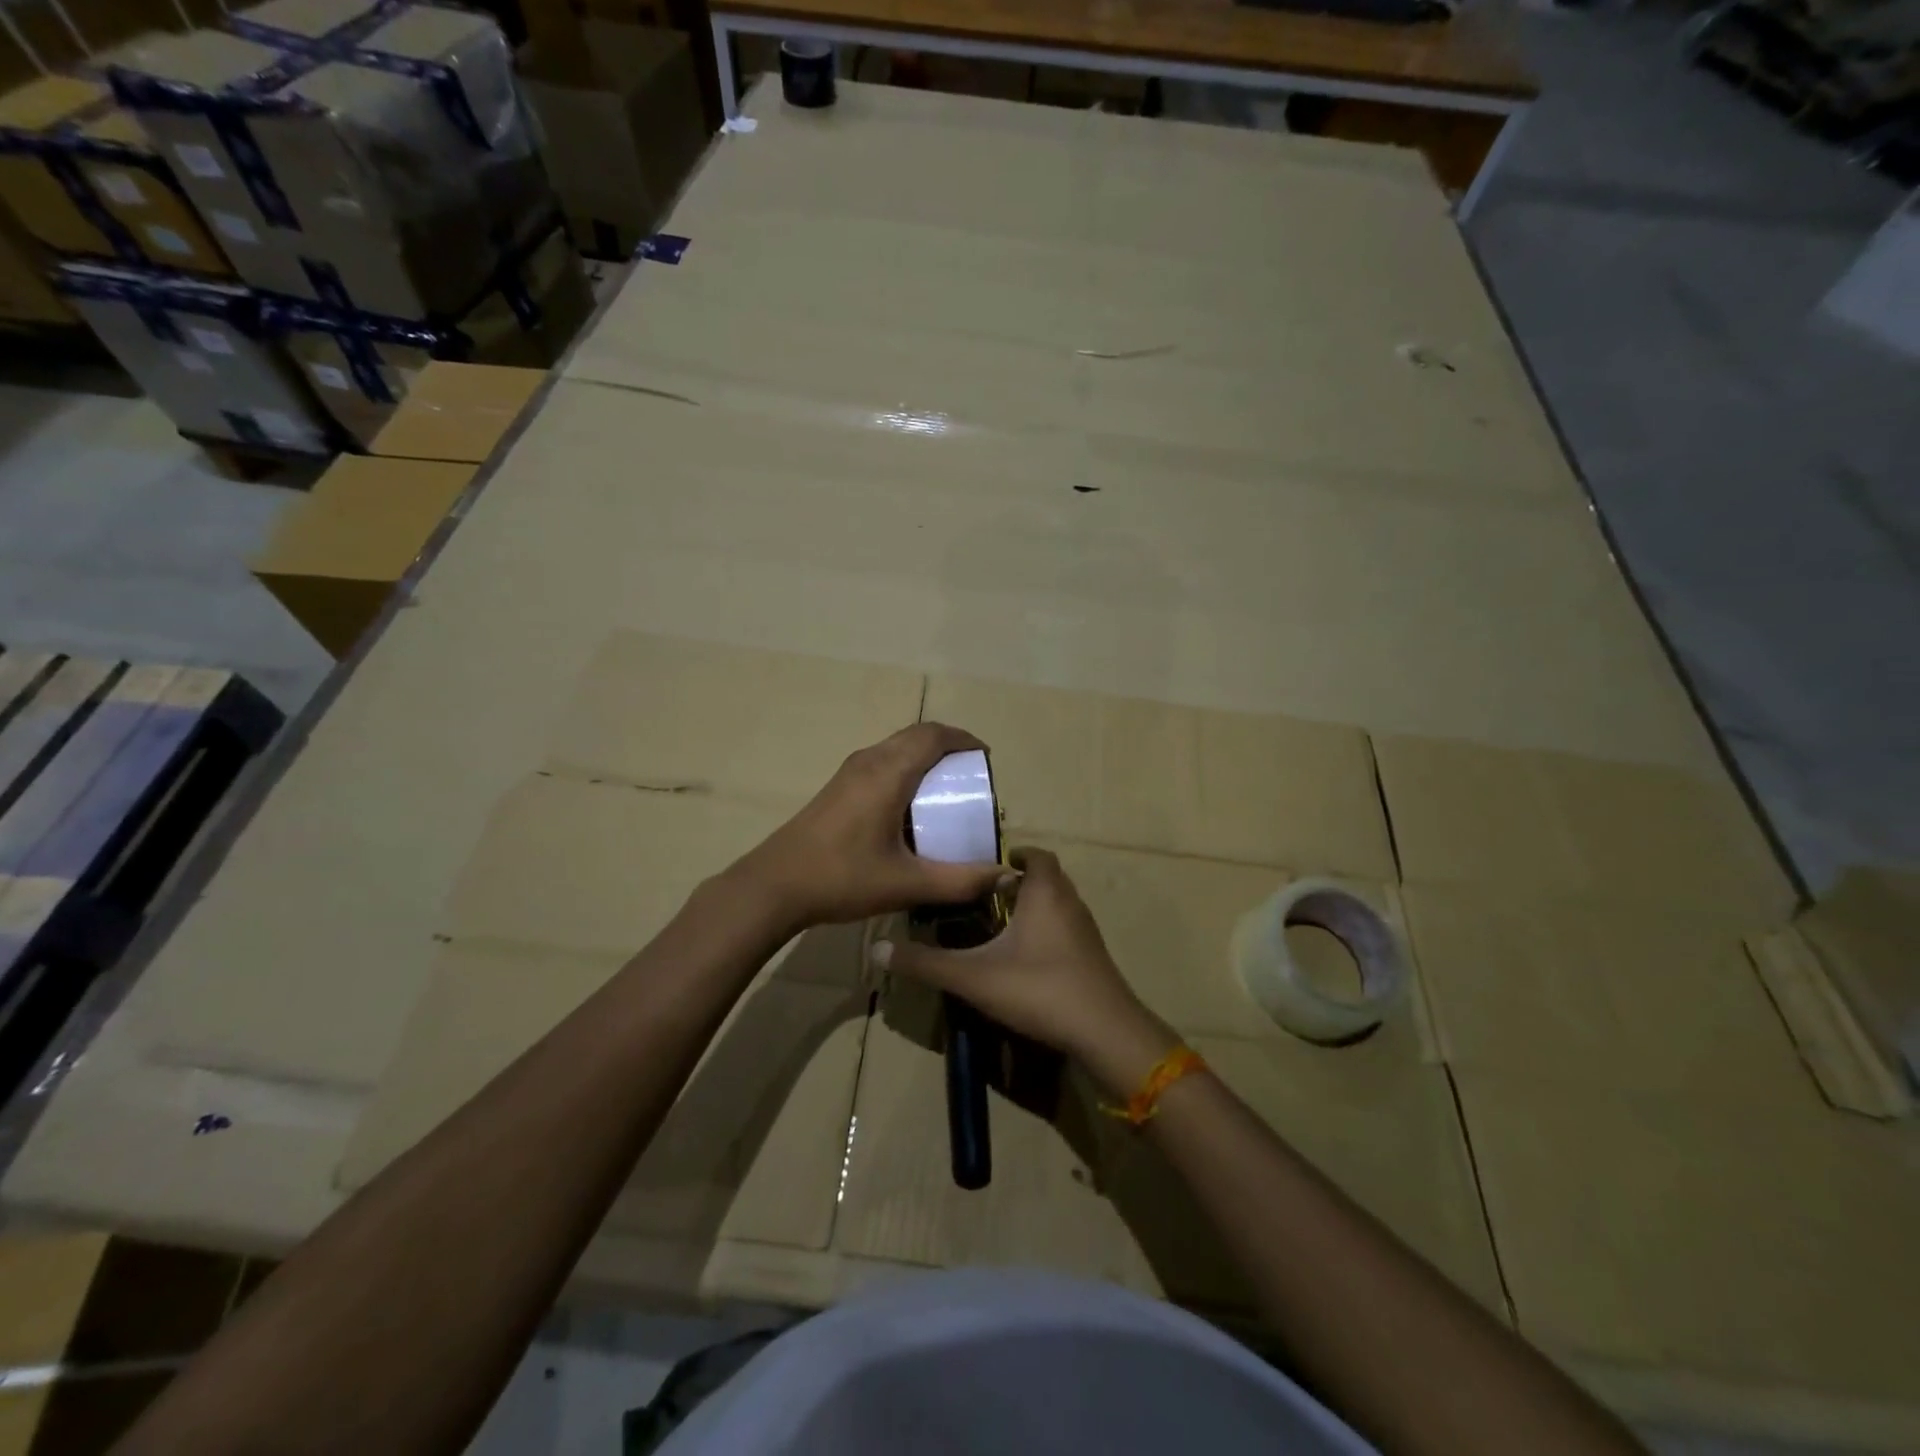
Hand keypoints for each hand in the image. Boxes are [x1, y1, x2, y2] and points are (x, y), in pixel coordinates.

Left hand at [730, 723, 1009, 932]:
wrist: (774, 886)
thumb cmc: (842, 879)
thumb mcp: (907, 884)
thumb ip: (960, 881)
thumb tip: (1004, 875)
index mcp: (888, 773)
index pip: (933, 736)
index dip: (964, 740)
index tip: (986, 759)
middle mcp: (869, 761)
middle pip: (916, 735)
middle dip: (949, 746)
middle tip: (972, 776)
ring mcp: (849, 772)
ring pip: (896, 747)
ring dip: (925, 757)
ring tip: (947, 790)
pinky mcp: (838, 787)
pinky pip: (882, 762)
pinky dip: (906, 768)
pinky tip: (911, 808)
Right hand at [871, 847, 1175, 1084]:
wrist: (1105, 1032)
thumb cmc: (1039, 989)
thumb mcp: (974, 977)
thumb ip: (926, 963)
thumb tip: (878, 950)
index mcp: (1044, 893)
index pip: (1037, 855)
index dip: (1017, 855)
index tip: (990, 865)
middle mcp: (1070, 903)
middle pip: (1048, 878)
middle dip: (1021, 882)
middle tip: (987, 895)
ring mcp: (1086, 931)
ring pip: (1059, 905)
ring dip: (1036, 906)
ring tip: (1001, 924)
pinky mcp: (1093, 957)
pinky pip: (1068, 929)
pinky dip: (1048, 930)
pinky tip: (1026, 957)